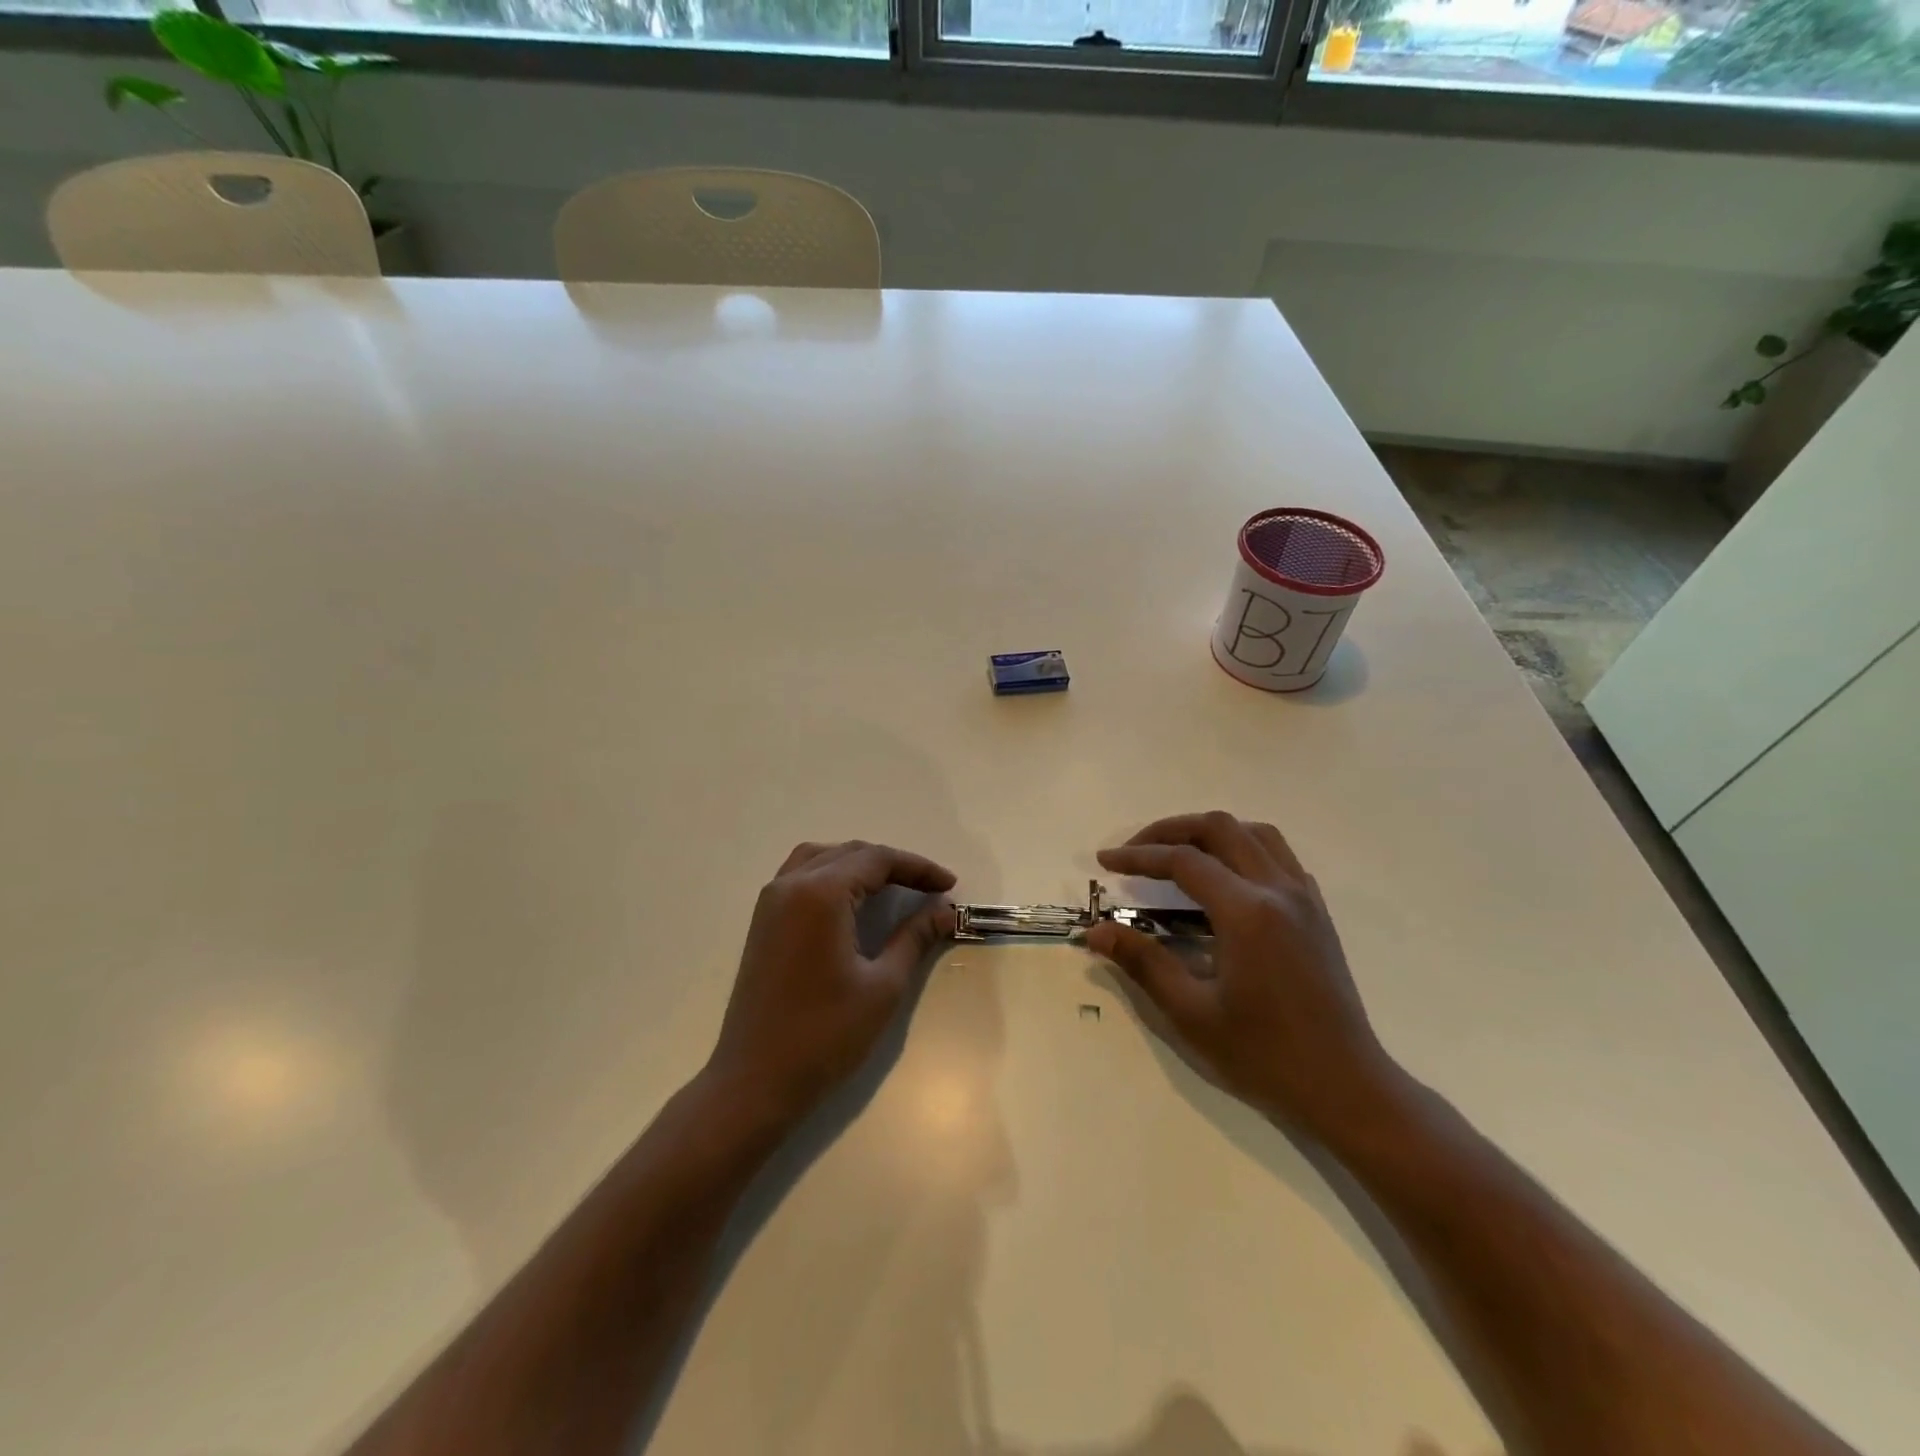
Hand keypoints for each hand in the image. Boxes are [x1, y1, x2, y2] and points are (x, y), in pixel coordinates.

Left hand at [705, 840, 956, 1127]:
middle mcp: (790, 885)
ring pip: (821, 858)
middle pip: (849, 853)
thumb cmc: (825, 1035)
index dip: (918, 868)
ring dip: (860, 864)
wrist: (755, 1082)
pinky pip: (801, 876)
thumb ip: (915, 938)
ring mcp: (770, 902)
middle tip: (930, 888)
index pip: (877, 860)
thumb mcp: (883, 986)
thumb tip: (945, 911)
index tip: (949, 885)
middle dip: (893, 865)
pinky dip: (832, 875)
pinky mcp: (763, 922)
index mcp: (820, 894)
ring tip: (893, 886)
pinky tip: (852, 900)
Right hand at [1085, 812, 1399, 1139]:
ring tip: (1177, 854)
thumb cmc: (1264, 1055)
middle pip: (1219, 828)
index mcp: (1247, 912)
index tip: (1104, 862)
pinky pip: (1279, 857)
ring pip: (1255, 833)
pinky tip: (1226, 880)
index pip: (1183, 861)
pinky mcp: (1317, 913)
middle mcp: (1278, 890)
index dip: (1138, 856)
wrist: (1346, 1087)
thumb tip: (1095, 932)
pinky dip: (1244, 849)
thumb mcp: (1192, 1013)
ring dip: (1210, 833)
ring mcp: (1304, 898)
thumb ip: (1142, 963)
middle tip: (1135, 852)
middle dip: (1170, 830)